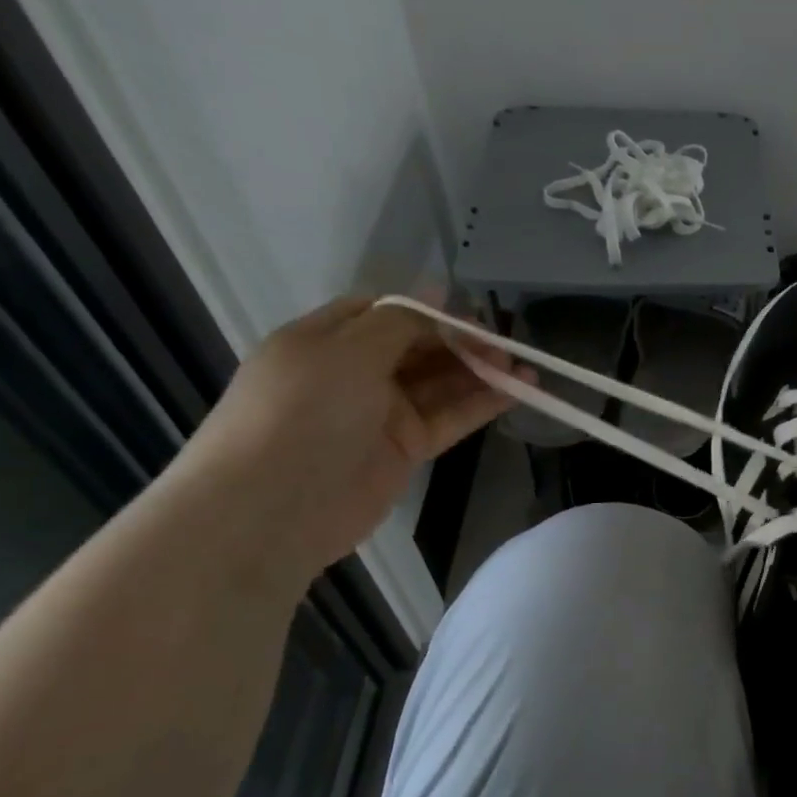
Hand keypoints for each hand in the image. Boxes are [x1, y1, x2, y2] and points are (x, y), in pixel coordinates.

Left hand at [172, 296, 523, 581]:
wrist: (274, 507)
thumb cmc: (303, 412)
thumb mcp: (347, 350)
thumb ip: (400, 321)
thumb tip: (436, 289)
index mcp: (328, 340)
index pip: (387, 314)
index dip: (431, 312)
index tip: (472, 317)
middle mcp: (354, 373)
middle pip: (419, 348)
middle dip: (462, 343)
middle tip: (504, 346)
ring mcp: (381, 413)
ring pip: (440, 384)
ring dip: (481, 373)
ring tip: (523, 367)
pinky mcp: (405, 449)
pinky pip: (448, 418)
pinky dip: (480, 405)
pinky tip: (515, 392)